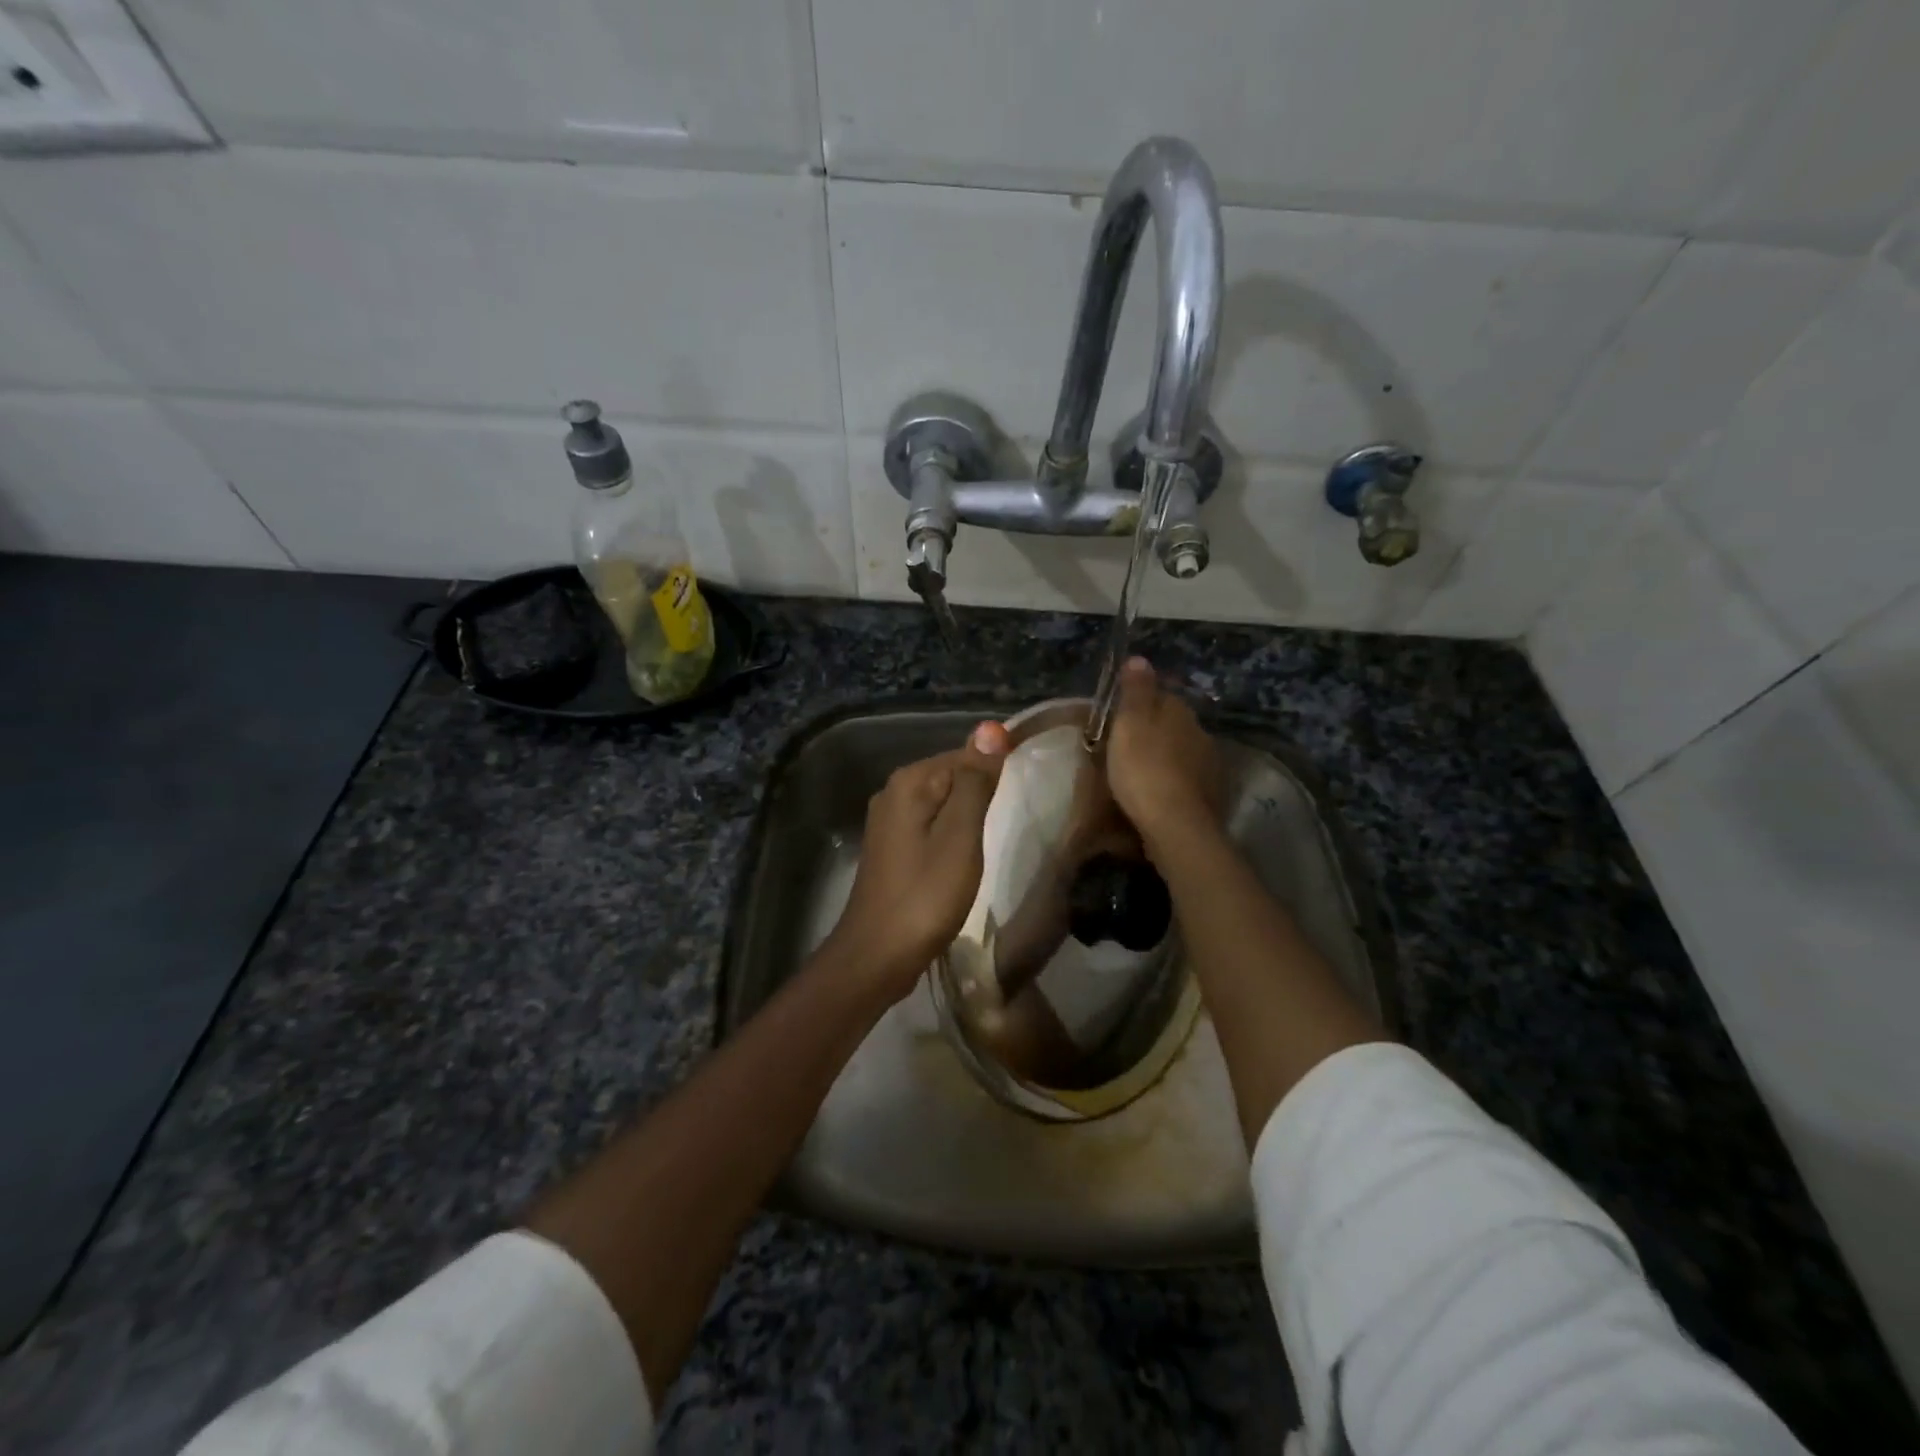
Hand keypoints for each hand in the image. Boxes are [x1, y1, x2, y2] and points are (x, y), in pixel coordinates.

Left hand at [828, 722, 1011, 1000]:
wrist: (878, 955)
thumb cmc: (925, 895)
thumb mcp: (960, 836)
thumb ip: (975, 782)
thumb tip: (991, 728)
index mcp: (909, 782)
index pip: (964, 754)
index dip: (996, 770)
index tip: (1026, 794)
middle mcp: (893, 793)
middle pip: (951, 776)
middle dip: (982, 793)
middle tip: (1014, 820)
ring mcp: (888, 822)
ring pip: (942, 804)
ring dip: (969, 816)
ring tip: (996, 837)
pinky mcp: (891, 849)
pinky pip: (931, 826)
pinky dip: (952, 835)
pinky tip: (967, 856)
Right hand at [1107, 656, 1220, 854]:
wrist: (1176, 824)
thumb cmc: (1144, 768)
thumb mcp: (1130, 723)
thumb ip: (1136, 691)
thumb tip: (1140, 658)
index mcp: (1179, 711)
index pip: (1163, 695)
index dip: (1143, 703)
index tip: (1123, 716)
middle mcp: (1201, 732)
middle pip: (1175, 724)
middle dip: (1157, 732)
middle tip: (1129, 746)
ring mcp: (1210, 765)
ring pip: (1184, 752)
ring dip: (1167, 758)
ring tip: (1143, 772)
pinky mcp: (1211, 795)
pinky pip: (1189, 780)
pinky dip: (1175, 782)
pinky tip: (1160, 794)